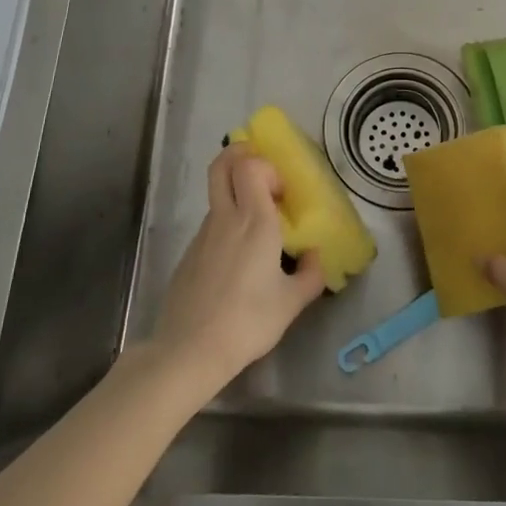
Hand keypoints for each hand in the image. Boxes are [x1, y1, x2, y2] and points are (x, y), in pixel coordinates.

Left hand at [147, 145, 326, 392]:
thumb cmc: (247, 321)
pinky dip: (226, 225)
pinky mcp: (189, 253)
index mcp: (254, 222)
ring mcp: (202, 234)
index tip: (281, 192)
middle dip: (239, 154)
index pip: (249, 166)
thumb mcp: (291, 303)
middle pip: (222, 165)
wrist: (189, 350)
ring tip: (257, 227)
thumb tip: (316, 256)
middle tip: (261, 172)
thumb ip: (311, 275)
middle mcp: (225, 218)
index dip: (265, 167)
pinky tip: (238, 261)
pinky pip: (211, 224)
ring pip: (217, 195)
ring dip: (236, 195)